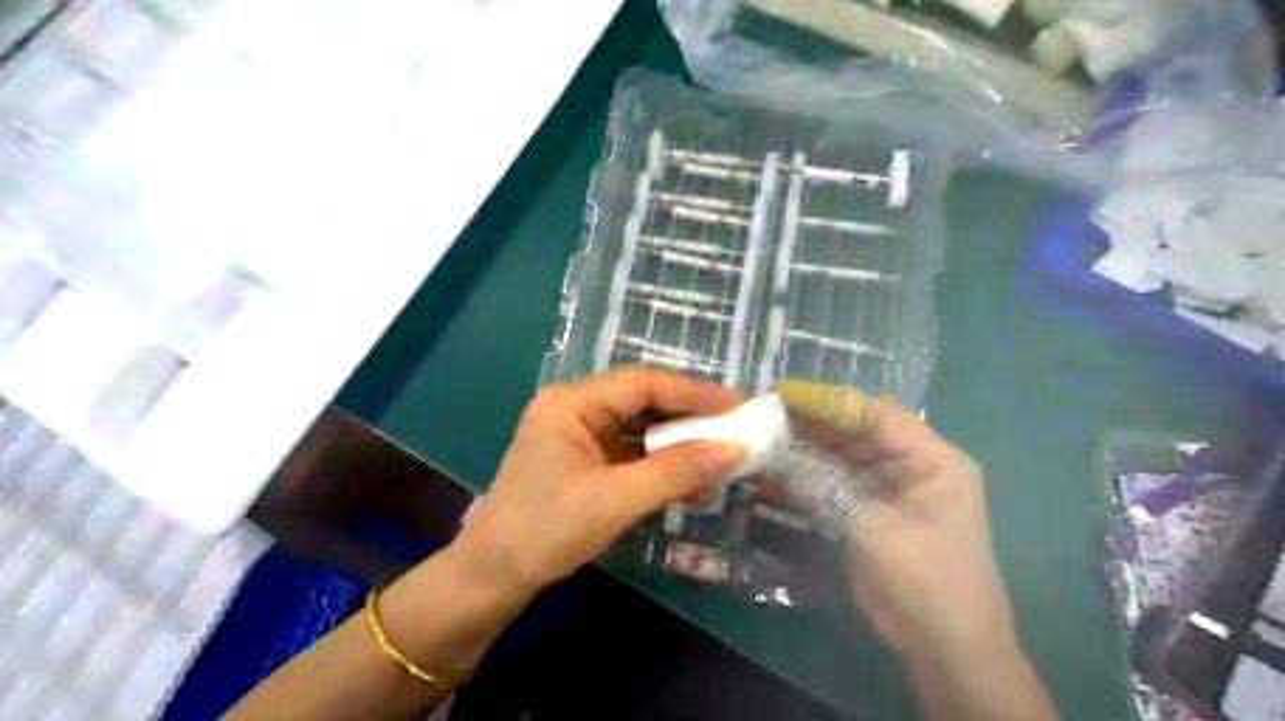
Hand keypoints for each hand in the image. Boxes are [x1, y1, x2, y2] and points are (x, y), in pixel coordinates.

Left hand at [457, 369, 747, 592]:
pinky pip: (636, 454)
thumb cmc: (544, 531)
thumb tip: (735, 450)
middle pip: (646, 402)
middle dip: (692, 418)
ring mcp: (583, 436)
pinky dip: (666, 466)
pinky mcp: (590, 462)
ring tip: (724, 460)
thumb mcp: (614, 500)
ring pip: (644, 429)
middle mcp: (577, 409)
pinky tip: (695, 483)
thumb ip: (675, 472)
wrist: (493, 578)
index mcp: (572, 403)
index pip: (643, 383)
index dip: (695, 392)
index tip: (739, 407)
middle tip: (739, 430)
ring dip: (682, 445)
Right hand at [777, 380, 1019, 662]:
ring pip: (841, 456)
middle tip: (765, 414)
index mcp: (931, 459)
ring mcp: (888, 489)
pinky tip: (777, 469)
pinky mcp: (869, 511)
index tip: (784, 394)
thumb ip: (827, 490)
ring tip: (764, 437)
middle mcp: (910, 465)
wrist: (947, 652)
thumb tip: (778, 458)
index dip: (829, 401)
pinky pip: (835, 483)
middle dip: (812, 422)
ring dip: (806, 448)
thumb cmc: (928, 584)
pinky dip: (808, 477)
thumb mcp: (877, 533)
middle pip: (856, 431)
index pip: (875, 414)